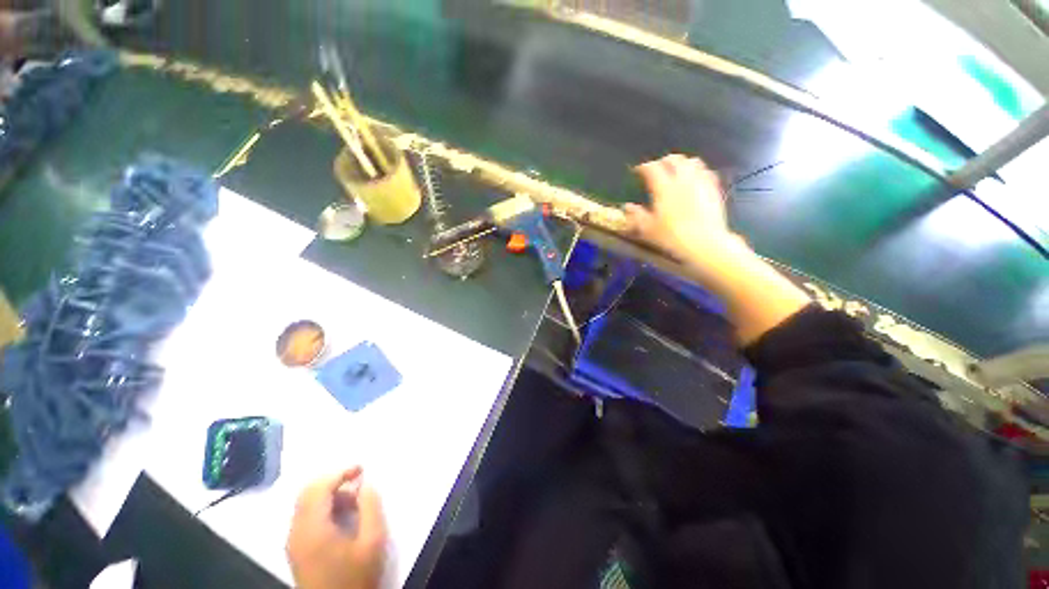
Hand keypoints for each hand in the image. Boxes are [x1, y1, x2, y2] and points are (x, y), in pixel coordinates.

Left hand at [287, 467, 386, 588]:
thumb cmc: (355, 577)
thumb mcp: (372, 541)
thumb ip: (370, 507)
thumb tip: (366, 485)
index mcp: (313, 529)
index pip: (319, 488)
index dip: (340, 472)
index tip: (361, 468)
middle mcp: (297, 532)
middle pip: (307, 493)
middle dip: (333, 481)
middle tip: (358, 481)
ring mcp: (294, 541)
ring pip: (306, 504)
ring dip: (329, 494)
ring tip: (354, 501)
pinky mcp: (296, 549)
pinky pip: (306, 516)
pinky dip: (323, 507)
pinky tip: (342, 516)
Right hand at [625, 154, 739, 260]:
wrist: (704, 242)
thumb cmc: (671, 236)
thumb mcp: (648, 229)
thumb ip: (636, 215)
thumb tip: (627, 207)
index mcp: (663, 188)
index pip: (652, 169)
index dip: (644, 167)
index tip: (638, 171)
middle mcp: (682, 180)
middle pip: (673, 160)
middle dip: (663, 161)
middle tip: (657, 168)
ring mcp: (700, 183)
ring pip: (692, 162)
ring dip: (682, 163)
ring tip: (676, 170)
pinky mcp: (713, 189)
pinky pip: (706, 172)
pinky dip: (698, 171)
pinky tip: (695, 178)